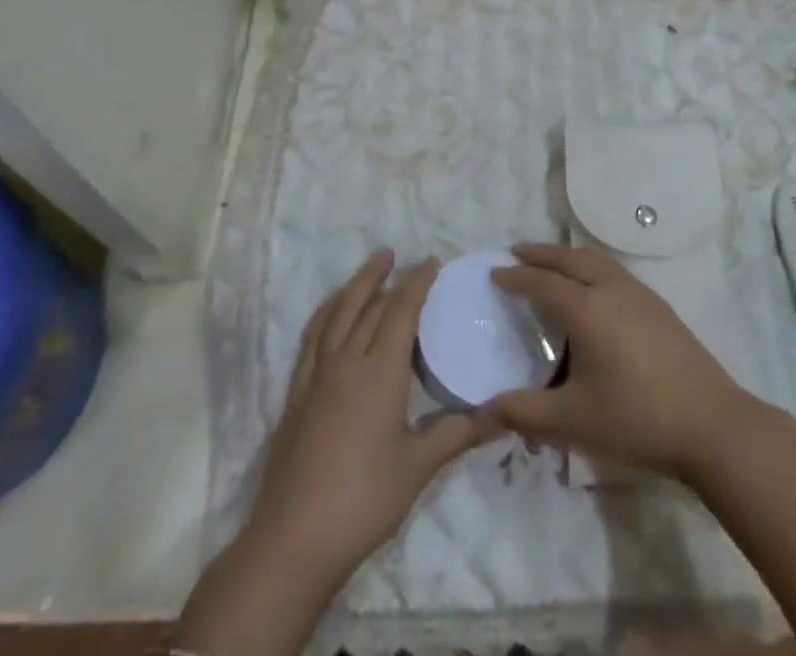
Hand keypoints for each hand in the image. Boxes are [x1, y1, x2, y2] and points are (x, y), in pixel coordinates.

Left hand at [246, 251, 487, 582]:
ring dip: (355, 285)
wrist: (294, 538)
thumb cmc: (364, 500)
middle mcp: (347, 361)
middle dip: (387, 277)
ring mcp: (317, 376)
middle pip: (368, 306)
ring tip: (370, 267)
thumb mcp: (418, 468)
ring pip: (337, 314)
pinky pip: (312, 338)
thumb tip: (500, 417)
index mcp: (380, 372)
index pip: (401, 311)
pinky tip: (331, 313)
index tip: (432, 262)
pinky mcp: (297, 394)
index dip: (417, 283)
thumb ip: (457, 435)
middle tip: (401, 257)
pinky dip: (326, 314)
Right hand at [489, 243, 756, 483]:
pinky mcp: (660, 307)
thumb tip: (484, 408)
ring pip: (596, 260)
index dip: (516, 277)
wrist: (712, 424)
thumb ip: (525, 412)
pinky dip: (592, 266)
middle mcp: (611, 289)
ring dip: (568, 256)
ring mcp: (640, 295)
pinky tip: (595, 287)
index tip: (494, 272)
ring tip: (552, 262)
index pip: (542, 282)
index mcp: (587, 309)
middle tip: (517, 252)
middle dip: (541, 254)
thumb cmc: (636, 418)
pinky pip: (614, 271)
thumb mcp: (573, 421)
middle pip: (570, 259)